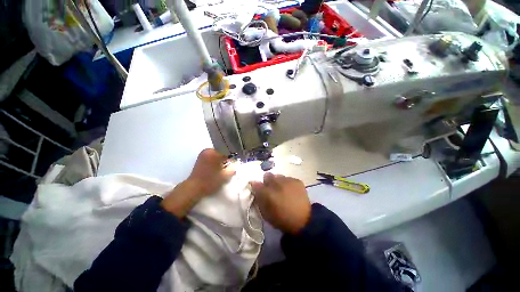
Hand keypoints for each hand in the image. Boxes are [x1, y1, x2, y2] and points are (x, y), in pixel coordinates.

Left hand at [161, 149, 235, 217]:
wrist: (194, 187)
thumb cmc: (210, 182)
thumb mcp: (225, 176)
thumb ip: (233, 169)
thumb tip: (236, 164)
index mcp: (215, 154)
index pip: (228, 150)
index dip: (234, 155)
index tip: (237, 159)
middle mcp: (208, 150)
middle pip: (223, 150)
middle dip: (228, 155)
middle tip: (231, 162)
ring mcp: (204, 153)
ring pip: (217, 152)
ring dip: (222, 156)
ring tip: (225, 164)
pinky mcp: (201, 157)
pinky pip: (212, 154)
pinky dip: (217, 158)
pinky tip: (218, 165)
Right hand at [250, 173, 310, 233]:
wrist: (303, 221)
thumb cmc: (282, 219)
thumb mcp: (266, 214)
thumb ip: (259, 200)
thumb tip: (256, 190)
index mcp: (267, 193)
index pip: (256, 184)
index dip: (255, 185)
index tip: (257, 188)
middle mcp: (277, 183)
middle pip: (267, 175)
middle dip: (267, 181)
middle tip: (271, 189)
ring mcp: (288, 181)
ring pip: (278, 176)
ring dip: (277, 182)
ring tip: (282, 190)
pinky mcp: (297, 181)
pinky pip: (288, 178)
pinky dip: (287, 183)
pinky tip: (291, 191)